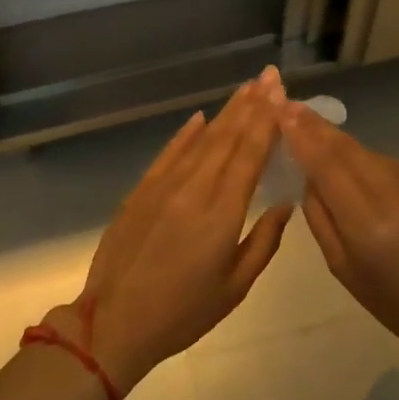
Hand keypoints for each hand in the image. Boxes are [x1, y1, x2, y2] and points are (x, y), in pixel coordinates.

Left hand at [57, 69, 292, 390]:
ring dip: (225, 112)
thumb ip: (264, 242)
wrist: (113, 323)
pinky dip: (186, 132)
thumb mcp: (234, 288)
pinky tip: (200, 116)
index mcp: (222, 213)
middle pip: (228, 137)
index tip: (280, 92)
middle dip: (252, 104)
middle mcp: (195, 188)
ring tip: (246, 88)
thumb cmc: (182, 313)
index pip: (250, 154)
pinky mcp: (141, 190)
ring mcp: (164, 185)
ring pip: (201, 139)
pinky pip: (169, 152)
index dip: (267, 120)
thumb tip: (285, 203)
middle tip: (269, 75)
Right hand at [278, 103, 398, 368]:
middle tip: (295, 109)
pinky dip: (382, 172)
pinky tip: (385, 194)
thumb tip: (308, 173)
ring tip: (337, 164)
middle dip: (319, 129)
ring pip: (373, 155)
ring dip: (350, 154)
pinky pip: (398, 166)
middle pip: (349, 149)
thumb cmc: (395, 303)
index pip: (327, 165)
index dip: (304, 135)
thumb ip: (320, 216)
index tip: (284, 110)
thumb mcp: (342, 268)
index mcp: (369, 225)